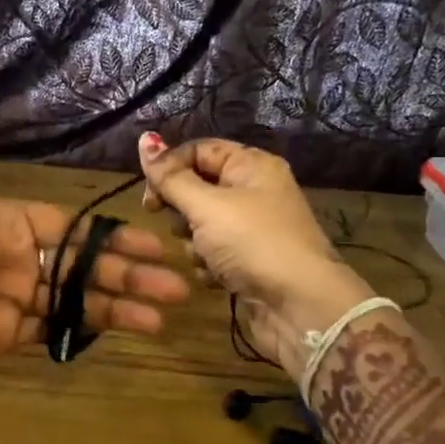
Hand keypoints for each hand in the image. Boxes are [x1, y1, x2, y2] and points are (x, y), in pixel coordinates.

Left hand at [0, 60, 189, 394]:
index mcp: (1, 221)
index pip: (70, 226)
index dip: (111, 235)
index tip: (155, 242)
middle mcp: (11, 257)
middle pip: (82, 263)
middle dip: (128, 272)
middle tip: (178, 286)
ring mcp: (8, 299)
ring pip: (75, 298)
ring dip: (120, 305)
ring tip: (164, 315)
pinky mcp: (1, 337)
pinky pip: (53, 329)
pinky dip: (88, 329)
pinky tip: (123, 331)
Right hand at [136, 133, 372, 379]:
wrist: (300, 306)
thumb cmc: (253, 243)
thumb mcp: (206, 206)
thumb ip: (170, 176)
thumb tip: (144, 137)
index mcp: (251, 165)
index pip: (198, 151)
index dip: (170, 169)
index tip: (149, 198)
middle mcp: (254, 191)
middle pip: (197, 187)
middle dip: (182, 210)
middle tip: (181, 227)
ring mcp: (252, 228)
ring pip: (201, 224)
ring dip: (194, 242)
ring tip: (205, 256)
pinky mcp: (248, 260)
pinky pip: (213, 252)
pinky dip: (208, 264)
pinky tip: (217, 278)